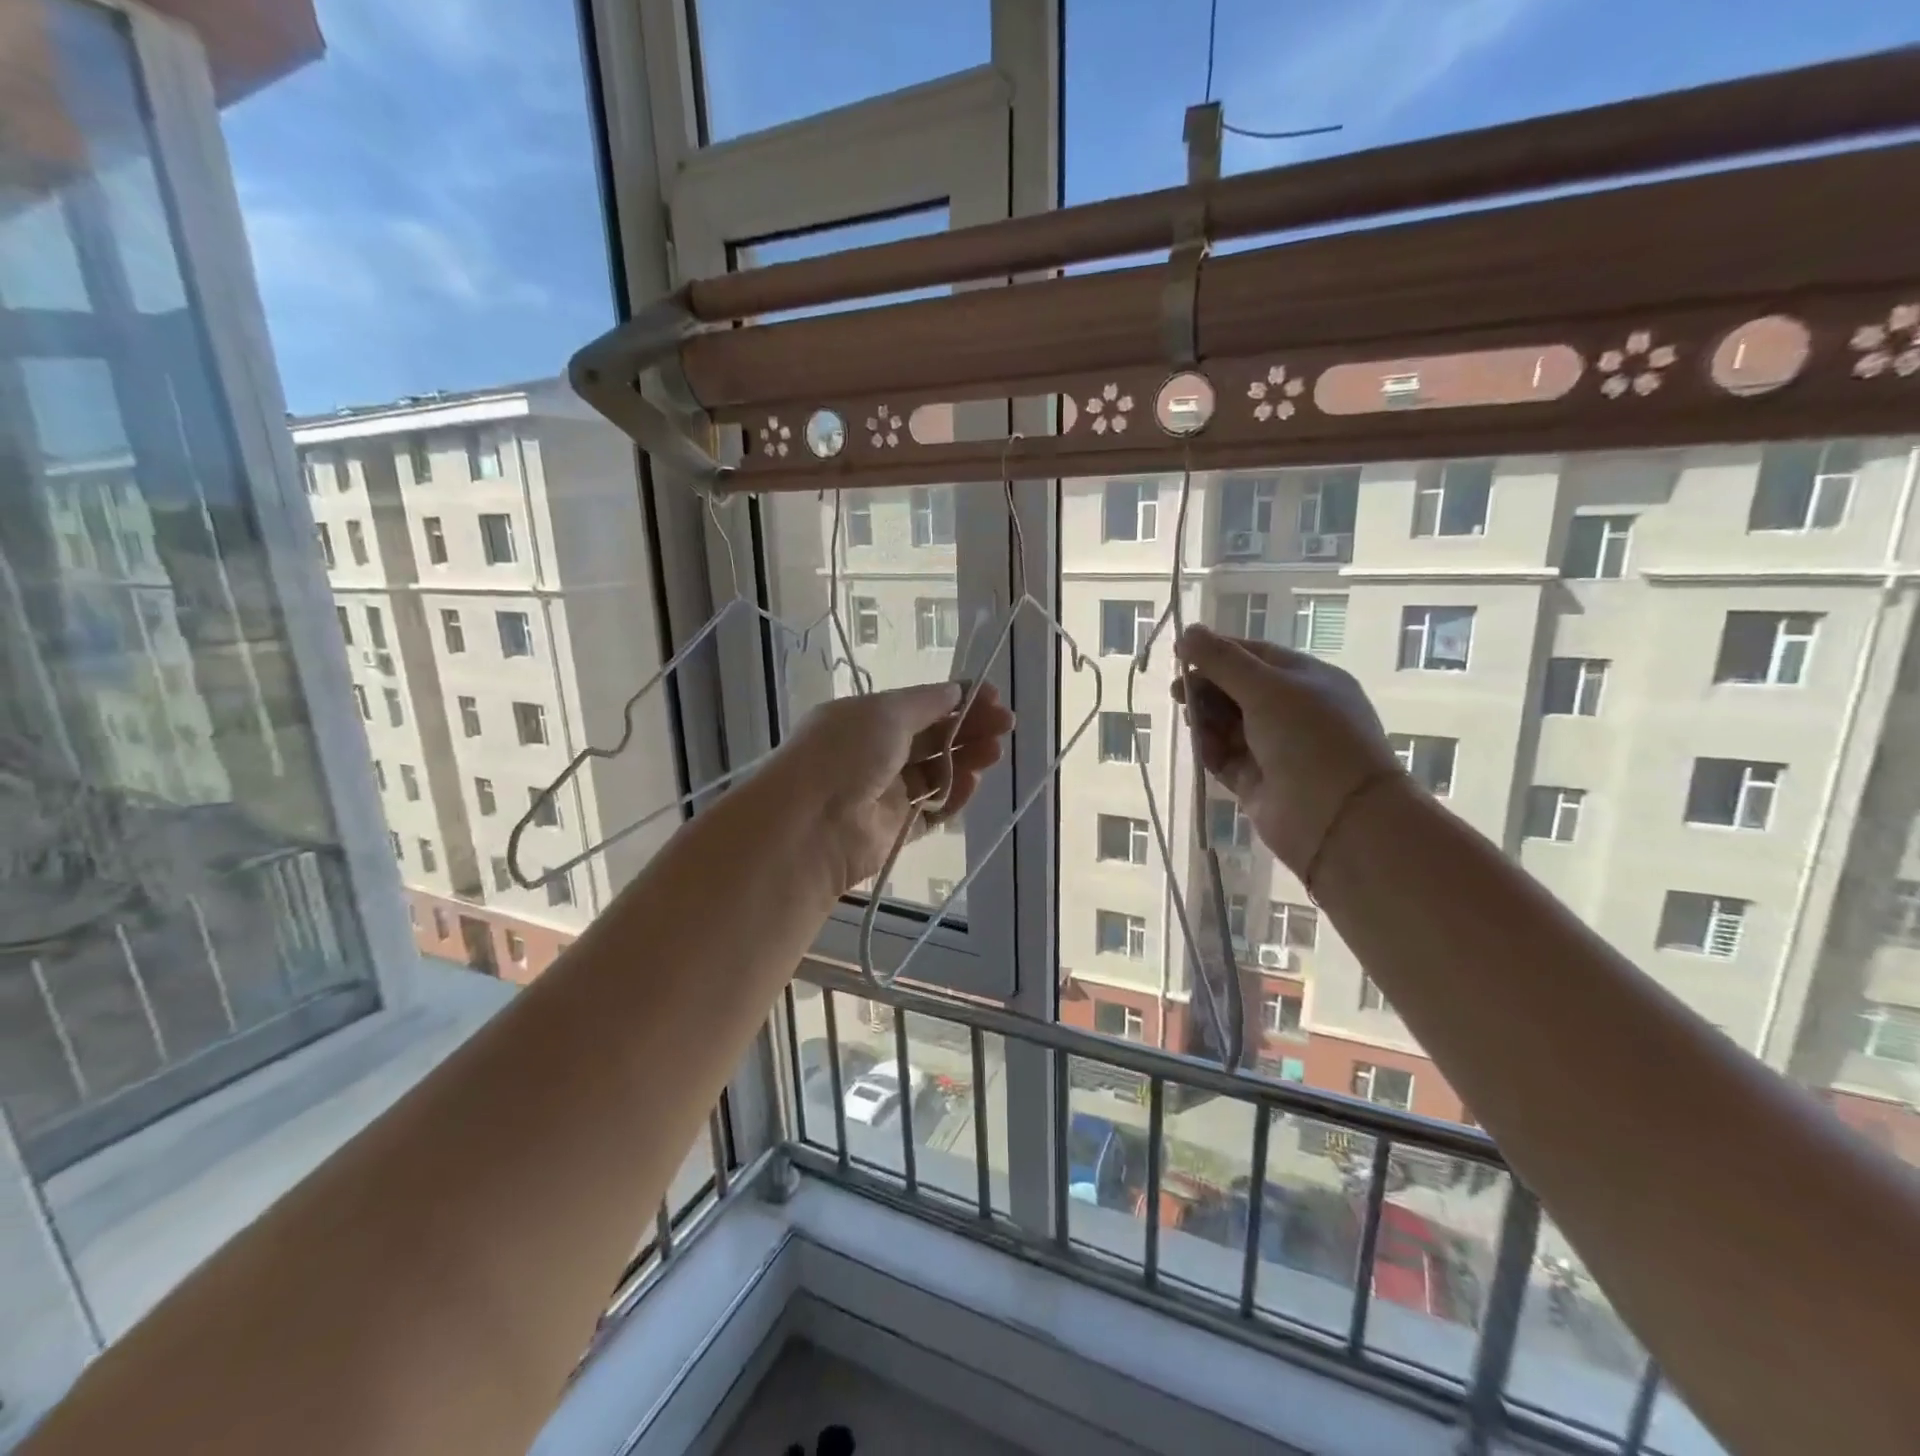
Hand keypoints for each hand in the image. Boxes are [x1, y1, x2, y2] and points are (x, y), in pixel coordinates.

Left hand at [777, 682, 1014, 894]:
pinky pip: (933, 809)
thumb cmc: (845, 752)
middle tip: (1005, 723)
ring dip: (967, 759)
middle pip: (932, 738)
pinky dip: (954, 795)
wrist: (812, 823)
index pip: (919, 705)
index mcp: (866, 719)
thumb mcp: (886, 712)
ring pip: (936, 772)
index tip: (991, 695)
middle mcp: (875, 753)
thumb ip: (927, 703)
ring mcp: (885, 792)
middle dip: (969, 728)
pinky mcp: (897, 829)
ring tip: (994, 751)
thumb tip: (956, 691)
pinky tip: (973, 781)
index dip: (956, 699)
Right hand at [1173, 626, 1400, 876]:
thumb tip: (1187, 632)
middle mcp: (1293, 711)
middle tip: (1177, 692)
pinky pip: (1224, 757)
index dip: (1218, 652)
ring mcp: (1275, 748)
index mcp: (1308, 680)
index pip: (1256, 655)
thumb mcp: (1267, 688)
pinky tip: (1202, 745)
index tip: (1181, 653)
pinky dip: (1210, 749)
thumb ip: (1222, 661)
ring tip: (1191, 720)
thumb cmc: (1310, 739)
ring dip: (1206, 718)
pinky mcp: (1256, 781)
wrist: (1338, 819)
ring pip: (1227, 724)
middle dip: (1206, 687)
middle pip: (1237, 689)